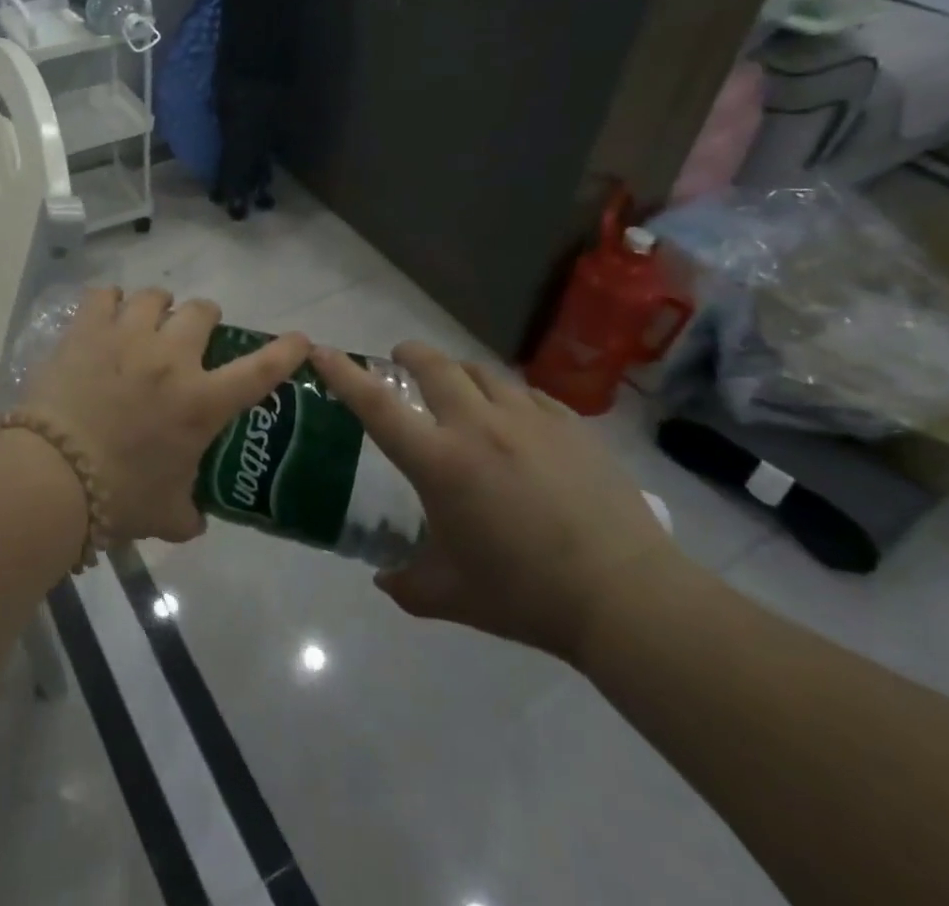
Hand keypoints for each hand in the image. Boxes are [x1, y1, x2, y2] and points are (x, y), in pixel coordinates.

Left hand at [24, 288, 310, 545]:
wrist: (53, 476)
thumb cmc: (118, 497)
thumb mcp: (166, 514)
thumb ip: (188, 513)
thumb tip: (195, 520)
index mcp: (201, 402)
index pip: (260, 370)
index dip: (285, 350)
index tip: (299, 338)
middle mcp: (172, 358)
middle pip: (202, 311)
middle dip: (205, 318)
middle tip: (193, 333)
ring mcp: (128, 336)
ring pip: (155, 296)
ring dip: (159, 305)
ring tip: (148, 318)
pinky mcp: (88, 329)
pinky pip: (104, 294)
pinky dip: (110, 300)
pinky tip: (106, 313)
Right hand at [312, 342, 680, 663]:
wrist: (627, 598)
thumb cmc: (526, 595)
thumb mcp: (452, 596)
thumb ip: (407, 584)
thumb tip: (383, 579)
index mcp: (440, 462)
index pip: (376, 405)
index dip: (343, 373)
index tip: (321, 350)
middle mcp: (478, 426)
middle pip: (433, 365)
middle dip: (408, 355)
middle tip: (400, 363)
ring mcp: (529, 420)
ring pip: (481, 372)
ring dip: (459, 375)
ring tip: (460, 393)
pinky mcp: (571, 426)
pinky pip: (528, 394)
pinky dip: (508, 398)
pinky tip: (516, 422)